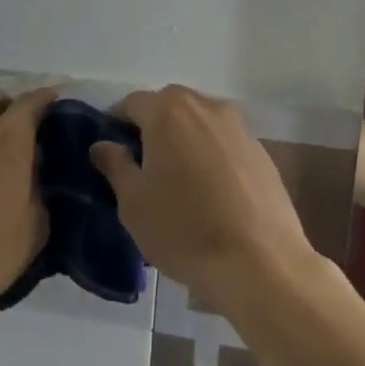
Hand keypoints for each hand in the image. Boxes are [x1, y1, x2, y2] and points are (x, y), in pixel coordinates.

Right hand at [90, 85, 318, 312]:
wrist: (261, 262)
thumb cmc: (184, 229)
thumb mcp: (133, 203)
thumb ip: (116, 165)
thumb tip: (103, 144)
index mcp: (168, 112)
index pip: (132, 103)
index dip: (116, 123)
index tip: (111, 153)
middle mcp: (206, 107)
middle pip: (170, 105)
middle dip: (153, 127)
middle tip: (142, 166)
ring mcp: (239, 127)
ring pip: (200, 121)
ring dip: (184, 138)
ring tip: (178, 179)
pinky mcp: (261, 151)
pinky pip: (225, 142)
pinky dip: (211, 154)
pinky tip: (210, 191)